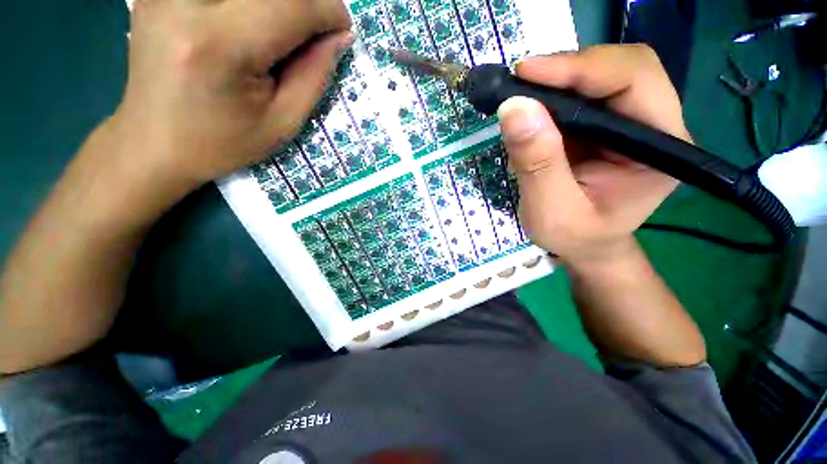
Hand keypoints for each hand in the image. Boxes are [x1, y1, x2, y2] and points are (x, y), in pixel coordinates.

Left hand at [112, 0, 351, 185]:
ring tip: (285, 34)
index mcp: (220, 45)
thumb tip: (340, 36)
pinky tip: (254, 23)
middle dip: (306, 3)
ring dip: (279, 4)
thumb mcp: (282, 121)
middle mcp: (185, 2)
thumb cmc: (223, 142)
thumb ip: (314, 75)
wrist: (154, 142)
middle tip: (315, 31)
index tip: (343, 30)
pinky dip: (250, 4)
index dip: (328, 11)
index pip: (291, 4)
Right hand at [498, 44, 690, 265]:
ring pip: (601, 76)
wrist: (585, 246)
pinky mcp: (606, 127)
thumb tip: (514, 108)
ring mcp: (630, 123)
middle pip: (622, 67)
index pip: (635, 81)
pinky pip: (582, 96)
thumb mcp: (550, 210)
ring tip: (521, 97)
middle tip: (521, 82)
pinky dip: (552, 96)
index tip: (526, 73)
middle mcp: (654, 126)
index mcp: (660, 149)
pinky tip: (531, 110)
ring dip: (557, 80)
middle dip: (569, 69)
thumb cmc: (574, 237)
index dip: (581, 68)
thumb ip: (537, 163)